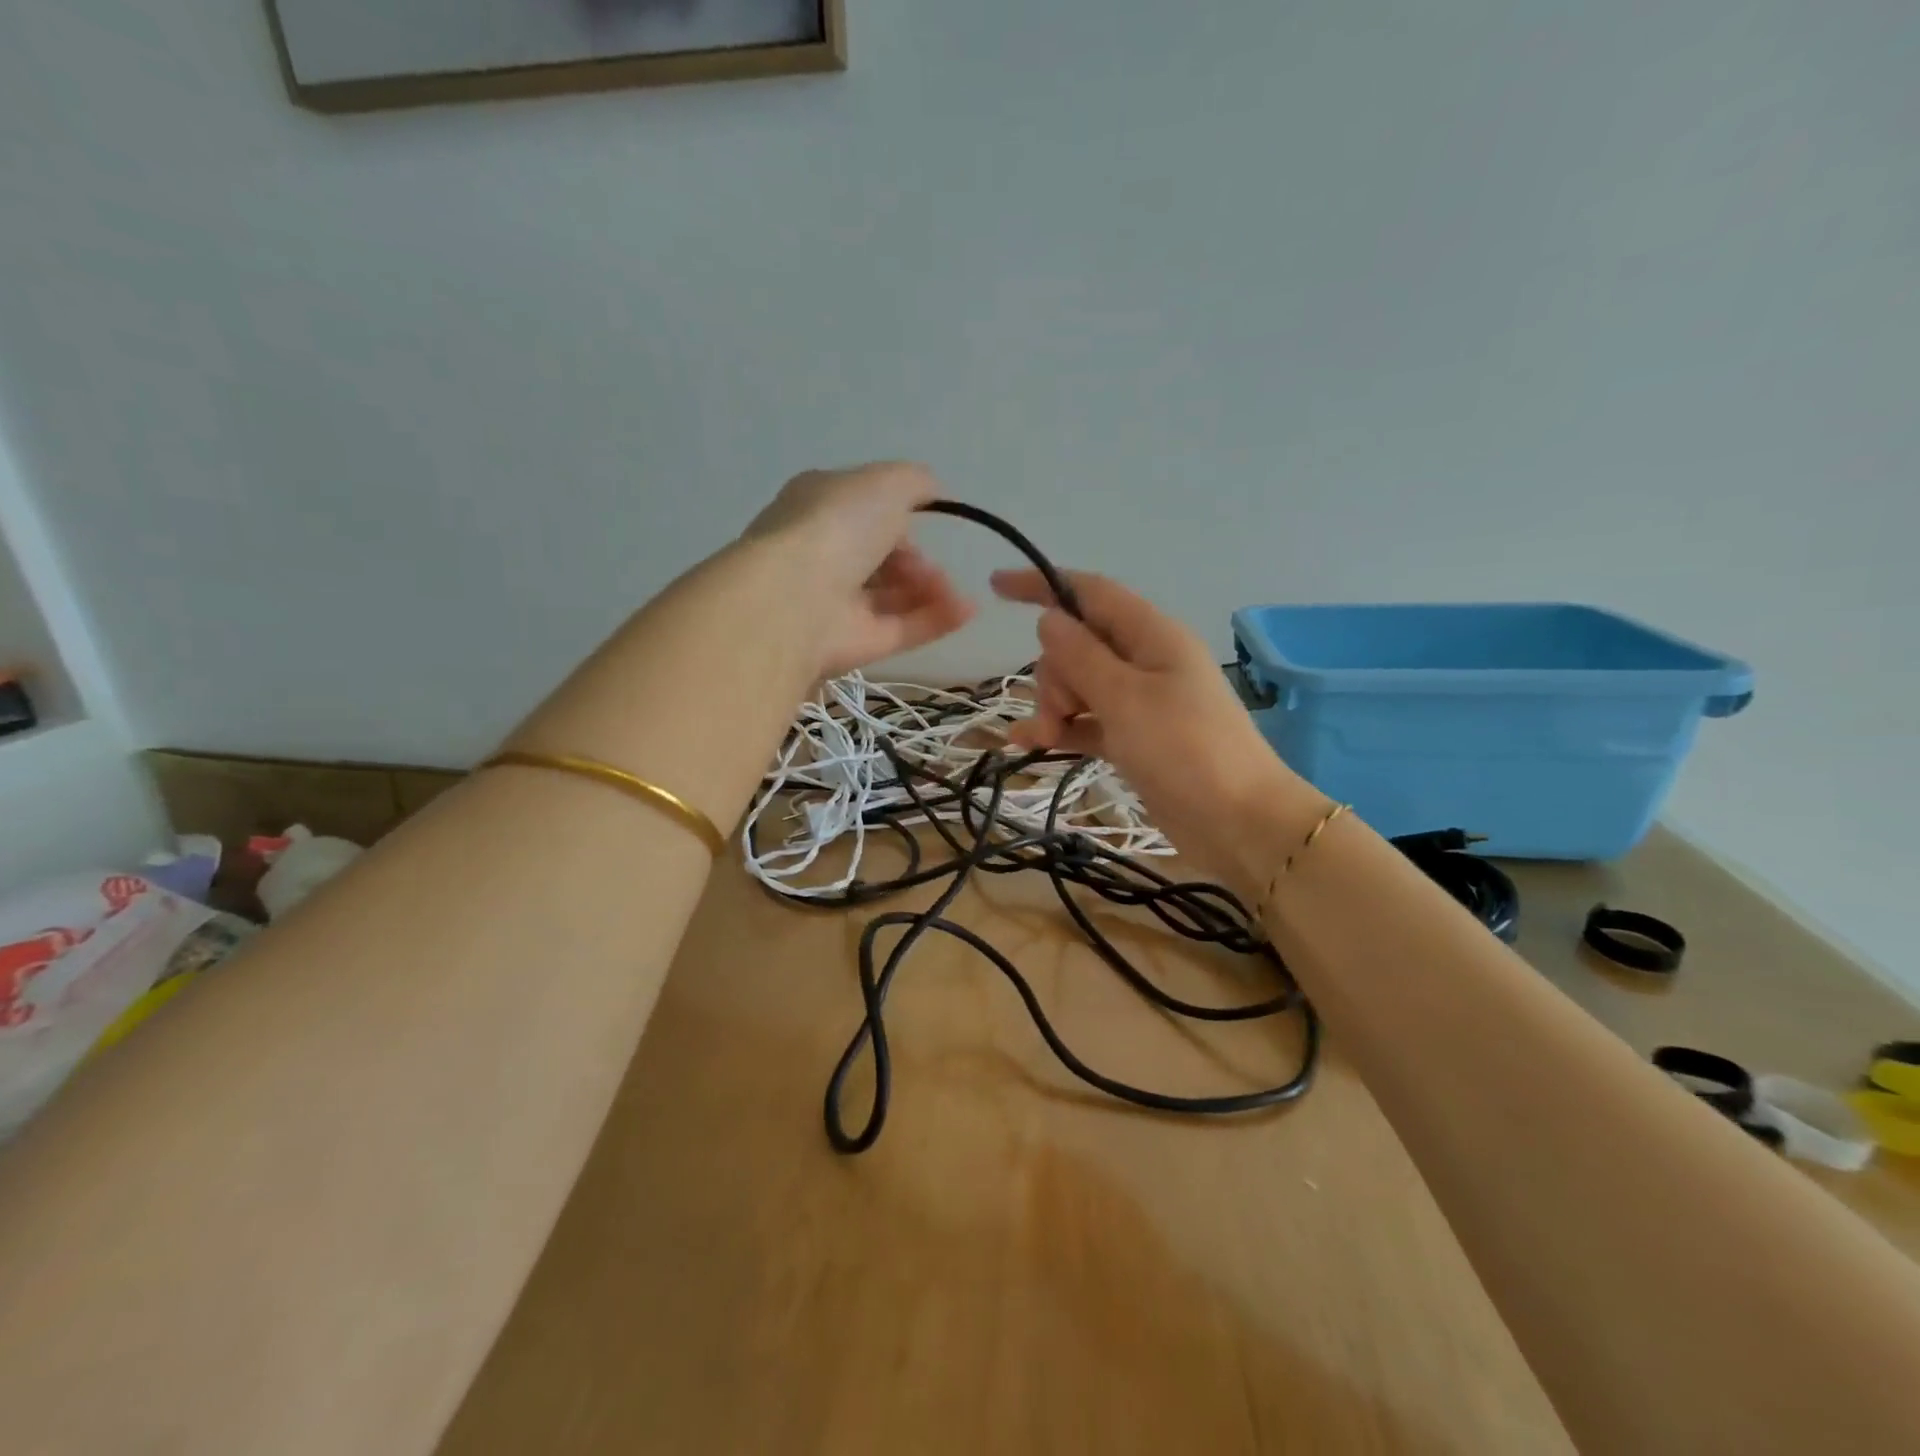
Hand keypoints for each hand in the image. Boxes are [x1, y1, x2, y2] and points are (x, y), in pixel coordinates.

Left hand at [746, 463, 975, 676]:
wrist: (795, 598)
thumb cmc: (836, 526)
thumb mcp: (885, 483)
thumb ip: (915, 483)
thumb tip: (935, 492)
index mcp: (819, 507)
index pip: (864, 511)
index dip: (900, 518)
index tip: (926, 523)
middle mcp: (824, 554)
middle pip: (881, 558)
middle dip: (917, 561)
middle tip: (933, 567)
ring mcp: (836, 603)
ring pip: (894, 596)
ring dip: (931, 590)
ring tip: (952, 590)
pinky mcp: (854, 645)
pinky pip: (902, 630)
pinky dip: (937, 619)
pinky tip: (967, 611)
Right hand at [992, 568, 1323, 896]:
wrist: (1237, 822)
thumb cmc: (1184, 749)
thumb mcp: (1126, 698)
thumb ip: (1082, 656)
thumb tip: (1049, 618)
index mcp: (1151, 635)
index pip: (1090, 593)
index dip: (1043, 584)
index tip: (997, 586)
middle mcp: (1144, 661)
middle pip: (1077, 644)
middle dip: (1054, 672)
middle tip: (1060, 708)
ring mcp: (1139, 701)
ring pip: (1078, 684)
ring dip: (1053, 705)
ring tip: (1045, 737)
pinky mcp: (1133, 738)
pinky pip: (1086, 721)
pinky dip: (1061, 728)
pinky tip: (1027, 744)